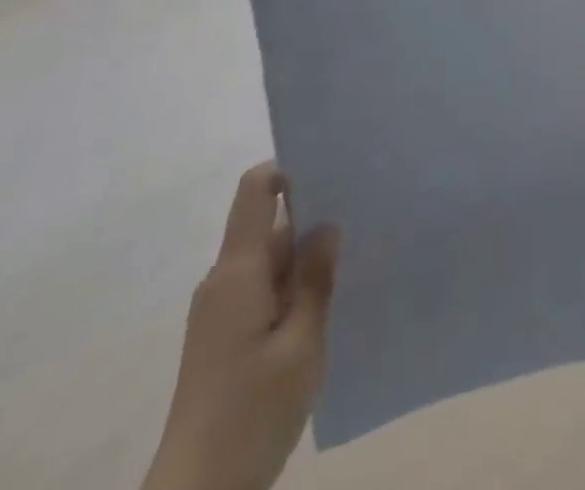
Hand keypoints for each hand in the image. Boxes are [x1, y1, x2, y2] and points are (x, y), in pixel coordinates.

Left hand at [144, 163, 339, 489]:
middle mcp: (224, 279)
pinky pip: (262, 289)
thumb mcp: (301, 345)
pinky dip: (292, 288)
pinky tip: (326, 305)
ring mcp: (220, 309)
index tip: (333, 171)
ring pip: (270, 260)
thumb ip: (315, 279)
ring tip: (355, 259)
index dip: (290, 170)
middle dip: (313, 218)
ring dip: (305, 259)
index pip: (255, 190)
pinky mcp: (223, 336)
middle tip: (364, 217)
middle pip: (270, 225)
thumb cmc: (251, 414)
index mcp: (238, 271)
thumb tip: (327, 224)